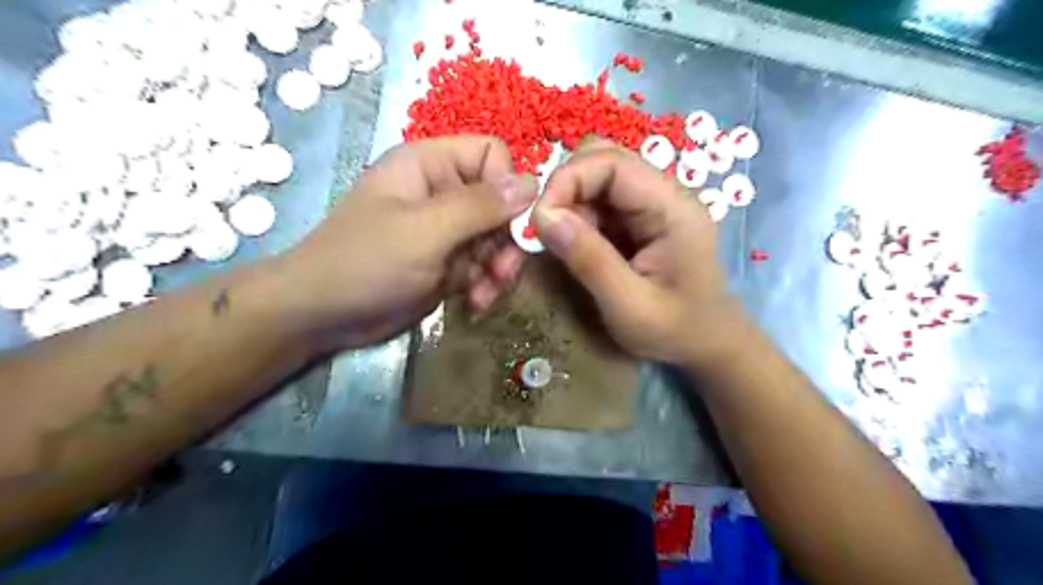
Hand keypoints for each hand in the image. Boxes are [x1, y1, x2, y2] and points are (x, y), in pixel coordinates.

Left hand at [273, 135, 532, 348]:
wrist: (322, 315)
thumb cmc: (366, 262)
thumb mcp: (426, 231)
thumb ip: (480, 205)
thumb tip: (532, 183)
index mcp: (430, 165)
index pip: (492, 155)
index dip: (508, 187)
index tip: (512, 226)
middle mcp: (442, 192)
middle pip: (500, 203)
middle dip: (505, 241)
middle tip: (502, 273)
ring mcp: (446, 230)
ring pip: (496, 239)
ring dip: (498, 269)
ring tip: (485, 295)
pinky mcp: (447, 262)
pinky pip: (483, 266)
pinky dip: (485, 285)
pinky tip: (475, 303)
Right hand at [539, 140, 750, 366]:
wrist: (708, 344)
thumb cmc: (675, 331)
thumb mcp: (629, 305)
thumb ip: (589, 260)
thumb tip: (542, 217)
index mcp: (672, 207)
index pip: (612, 163)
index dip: (567, 180)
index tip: (539, 220)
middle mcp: (664, 194)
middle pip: (603, 159)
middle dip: (565, 189)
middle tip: (547, 232)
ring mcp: (652, 204)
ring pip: (597, 178)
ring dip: (569, 205)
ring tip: (562, 246)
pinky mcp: (641, 218)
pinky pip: (600, 202)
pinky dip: (578, 218)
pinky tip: (576, 248)